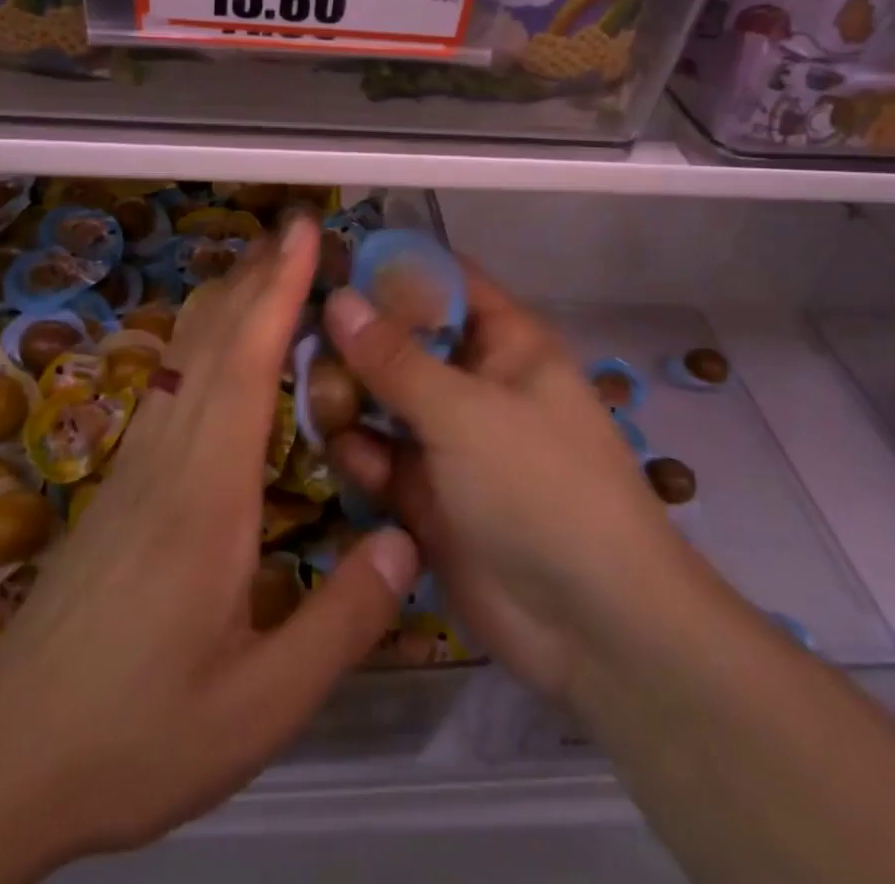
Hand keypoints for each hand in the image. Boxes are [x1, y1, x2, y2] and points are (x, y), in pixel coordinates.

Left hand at [0, 217, 417, 872]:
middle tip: (300, 227)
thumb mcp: (259, 704)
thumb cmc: (138, 731)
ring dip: (230, 298)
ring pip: (187, 353)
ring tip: (270, 262)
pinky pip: (173, 383)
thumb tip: (408, 540)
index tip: (304, 233)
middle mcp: (169, 456)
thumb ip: (341, 622)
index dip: (277, 290)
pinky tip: (222, 342)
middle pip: (213, 339)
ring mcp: (138, 462)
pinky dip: (207, 338)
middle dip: (258, 273)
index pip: (246, 364)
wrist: (6, 753)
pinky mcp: (123, 479)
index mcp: (207, 493)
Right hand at [324, 264, 689, 702]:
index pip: (445, 281)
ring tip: (318, 402)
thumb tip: (338, 299)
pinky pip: (381, 456)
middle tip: (301, 339)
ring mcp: (450, 439)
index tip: (327, 265)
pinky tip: (347, 457)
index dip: (391, 268)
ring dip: (350, 399)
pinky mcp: (428, 492)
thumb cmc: (541, 488)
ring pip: (383, 399)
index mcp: (506, 343)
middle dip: (356, 341)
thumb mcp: (466, 413)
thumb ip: (395, 358)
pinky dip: (361, 453)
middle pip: (403, 341)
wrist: (593, 628)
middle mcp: (475, 382)